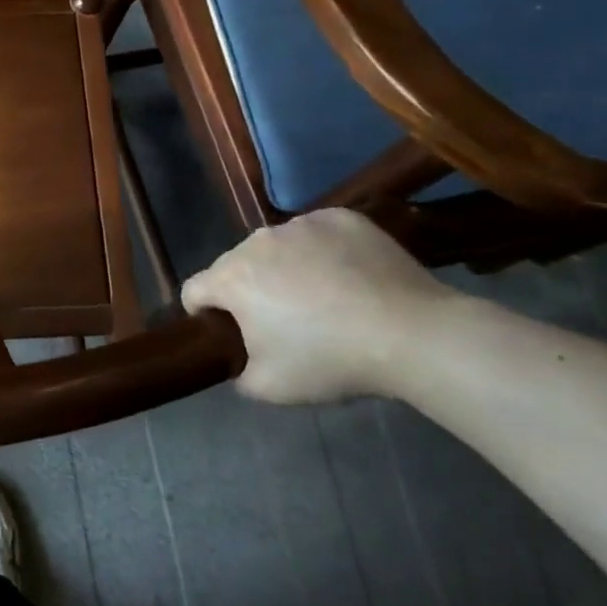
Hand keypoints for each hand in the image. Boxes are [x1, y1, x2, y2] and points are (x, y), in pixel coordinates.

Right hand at [181, 209, 453, 404]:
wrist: (413, 334)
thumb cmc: (330, 360)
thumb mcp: (268, 388)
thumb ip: (237, 373)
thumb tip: (240, 362)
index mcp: (231, 278)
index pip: (193, 290)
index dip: (203, 314)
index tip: (229, 334)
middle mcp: (257, 241)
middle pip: (234, 266)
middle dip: (247, 290)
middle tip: (283, 323)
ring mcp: (301, 224)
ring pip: (275, 247)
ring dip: (283, 268)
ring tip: (323, 298)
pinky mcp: (341, 217)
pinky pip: (315, 234)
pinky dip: (321, 252)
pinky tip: (348, 277)